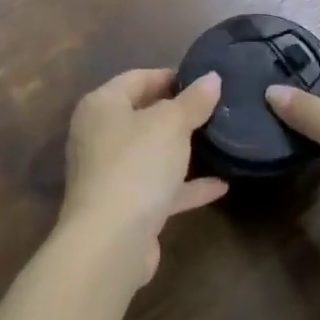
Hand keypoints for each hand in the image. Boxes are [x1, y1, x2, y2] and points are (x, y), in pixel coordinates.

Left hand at [58, 69, 227, 287]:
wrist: (110, 243)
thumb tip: (212, 78)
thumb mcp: (171, 124)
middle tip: (215, 108)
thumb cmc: (136, 165)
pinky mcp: (124, 207)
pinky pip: (159, 187)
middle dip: (178, 113)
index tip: (204, 80)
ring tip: (219, 140)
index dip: (170, 76)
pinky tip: (220, 186)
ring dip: (182, 150)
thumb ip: (193, 101)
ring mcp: (110, 174)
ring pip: (151, 153)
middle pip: (143, 115)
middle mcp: (99, 136)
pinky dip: (185, 185)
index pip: (137, 78)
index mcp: (102, 106)